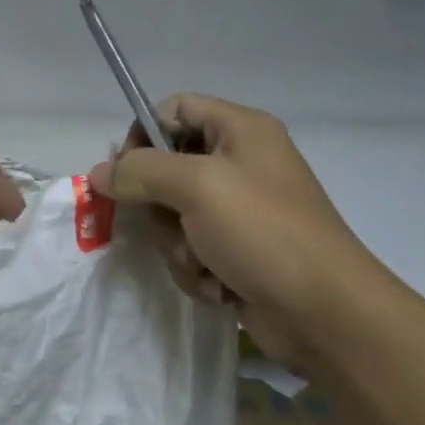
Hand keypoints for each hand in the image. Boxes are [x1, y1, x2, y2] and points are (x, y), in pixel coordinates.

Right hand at [89, 94, 390, 370]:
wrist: (326, 315)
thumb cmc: (263, 231)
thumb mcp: (196, 187)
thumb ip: (140, 171)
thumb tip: (98, 173)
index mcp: (241, 130)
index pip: (174, 109)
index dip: (144, 134)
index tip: (126, 170)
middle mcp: (241, 162)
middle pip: (168, 166)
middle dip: (160, 204)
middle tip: (169, 223)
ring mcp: (241, 210)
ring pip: (175, 214)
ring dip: (178, 244)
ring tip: (203, 261)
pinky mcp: (239, 251)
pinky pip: (192, 248)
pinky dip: (197, 268)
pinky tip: (219, 286)